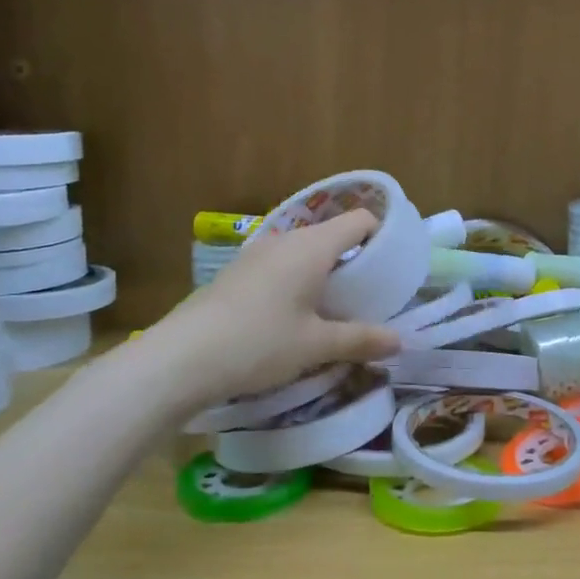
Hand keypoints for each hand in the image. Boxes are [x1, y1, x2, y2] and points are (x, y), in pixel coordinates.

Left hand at [145, 210, 401, 410]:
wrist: (181, 358)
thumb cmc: (259, 343)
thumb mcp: (316, 345)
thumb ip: (361, 339)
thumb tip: (399, 342)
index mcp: (312, 246)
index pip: (359, 219)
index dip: (382, 235)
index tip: (394, 266)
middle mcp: (285, 240)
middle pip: (332, 235)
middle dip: (356, 260)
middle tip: (370, 295)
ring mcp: (256, 254)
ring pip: (304, 252)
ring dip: (325, 273)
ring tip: (336, 309)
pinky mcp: (236, 273)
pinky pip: (281, 266)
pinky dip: (298, 281)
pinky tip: (295, 316)